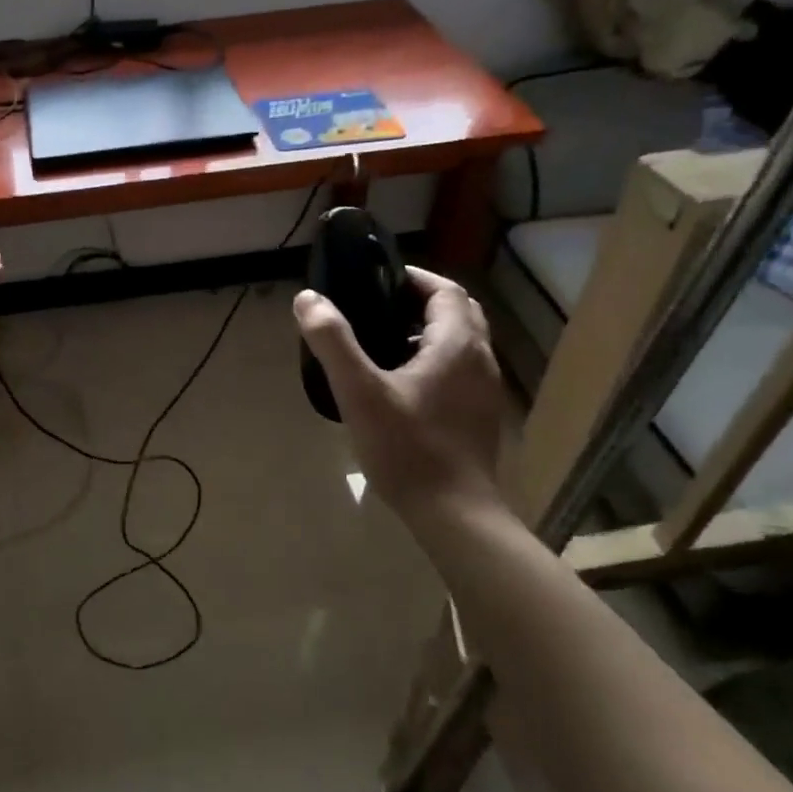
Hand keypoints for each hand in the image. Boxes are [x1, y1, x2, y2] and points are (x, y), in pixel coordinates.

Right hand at [293, 268, 506, 529]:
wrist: (453, 513)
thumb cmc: (407, 448)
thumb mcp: (359, 392)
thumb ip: (333, 342)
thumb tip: (308, 298)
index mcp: (456, 345)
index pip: (444, 290)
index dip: (413, 278)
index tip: (376, 279)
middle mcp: (480, 359)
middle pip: (458, 312)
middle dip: (420, 301)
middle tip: (378, 307)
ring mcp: (484, 389)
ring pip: (460, 342)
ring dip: (427, 331)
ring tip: (382, 341)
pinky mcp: (479, 415)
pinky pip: (459, 369)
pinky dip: (434, 359)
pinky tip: (401, 384)